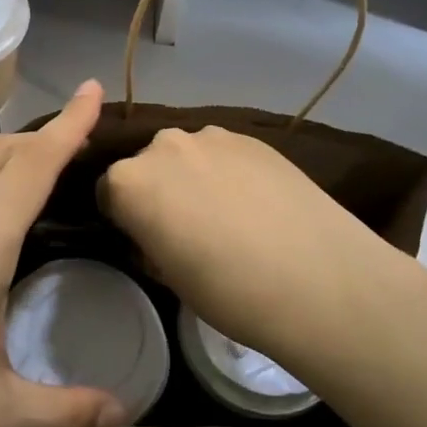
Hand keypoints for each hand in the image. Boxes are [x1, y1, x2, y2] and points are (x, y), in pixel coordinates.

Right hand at [98, 125, 421, 372]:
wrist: (318, 277)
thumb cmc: (229, 291)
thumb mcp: (169, 277)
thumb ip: (150, 241)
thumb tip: (155, 232)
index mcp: (129, 182)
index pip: (107, 192)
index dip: (123, 218)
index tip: (145, 240)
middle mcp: (164, 146)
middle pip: (147, 166)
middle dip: (158, 191)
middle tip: (187, 229)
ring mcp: (212, 136)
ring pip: (188, 156)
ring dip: (194, 177)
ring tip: (228, 215)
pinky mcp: (253, 137)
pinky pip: (224, 153)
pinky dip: (229, 172)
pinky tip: (256, 204)